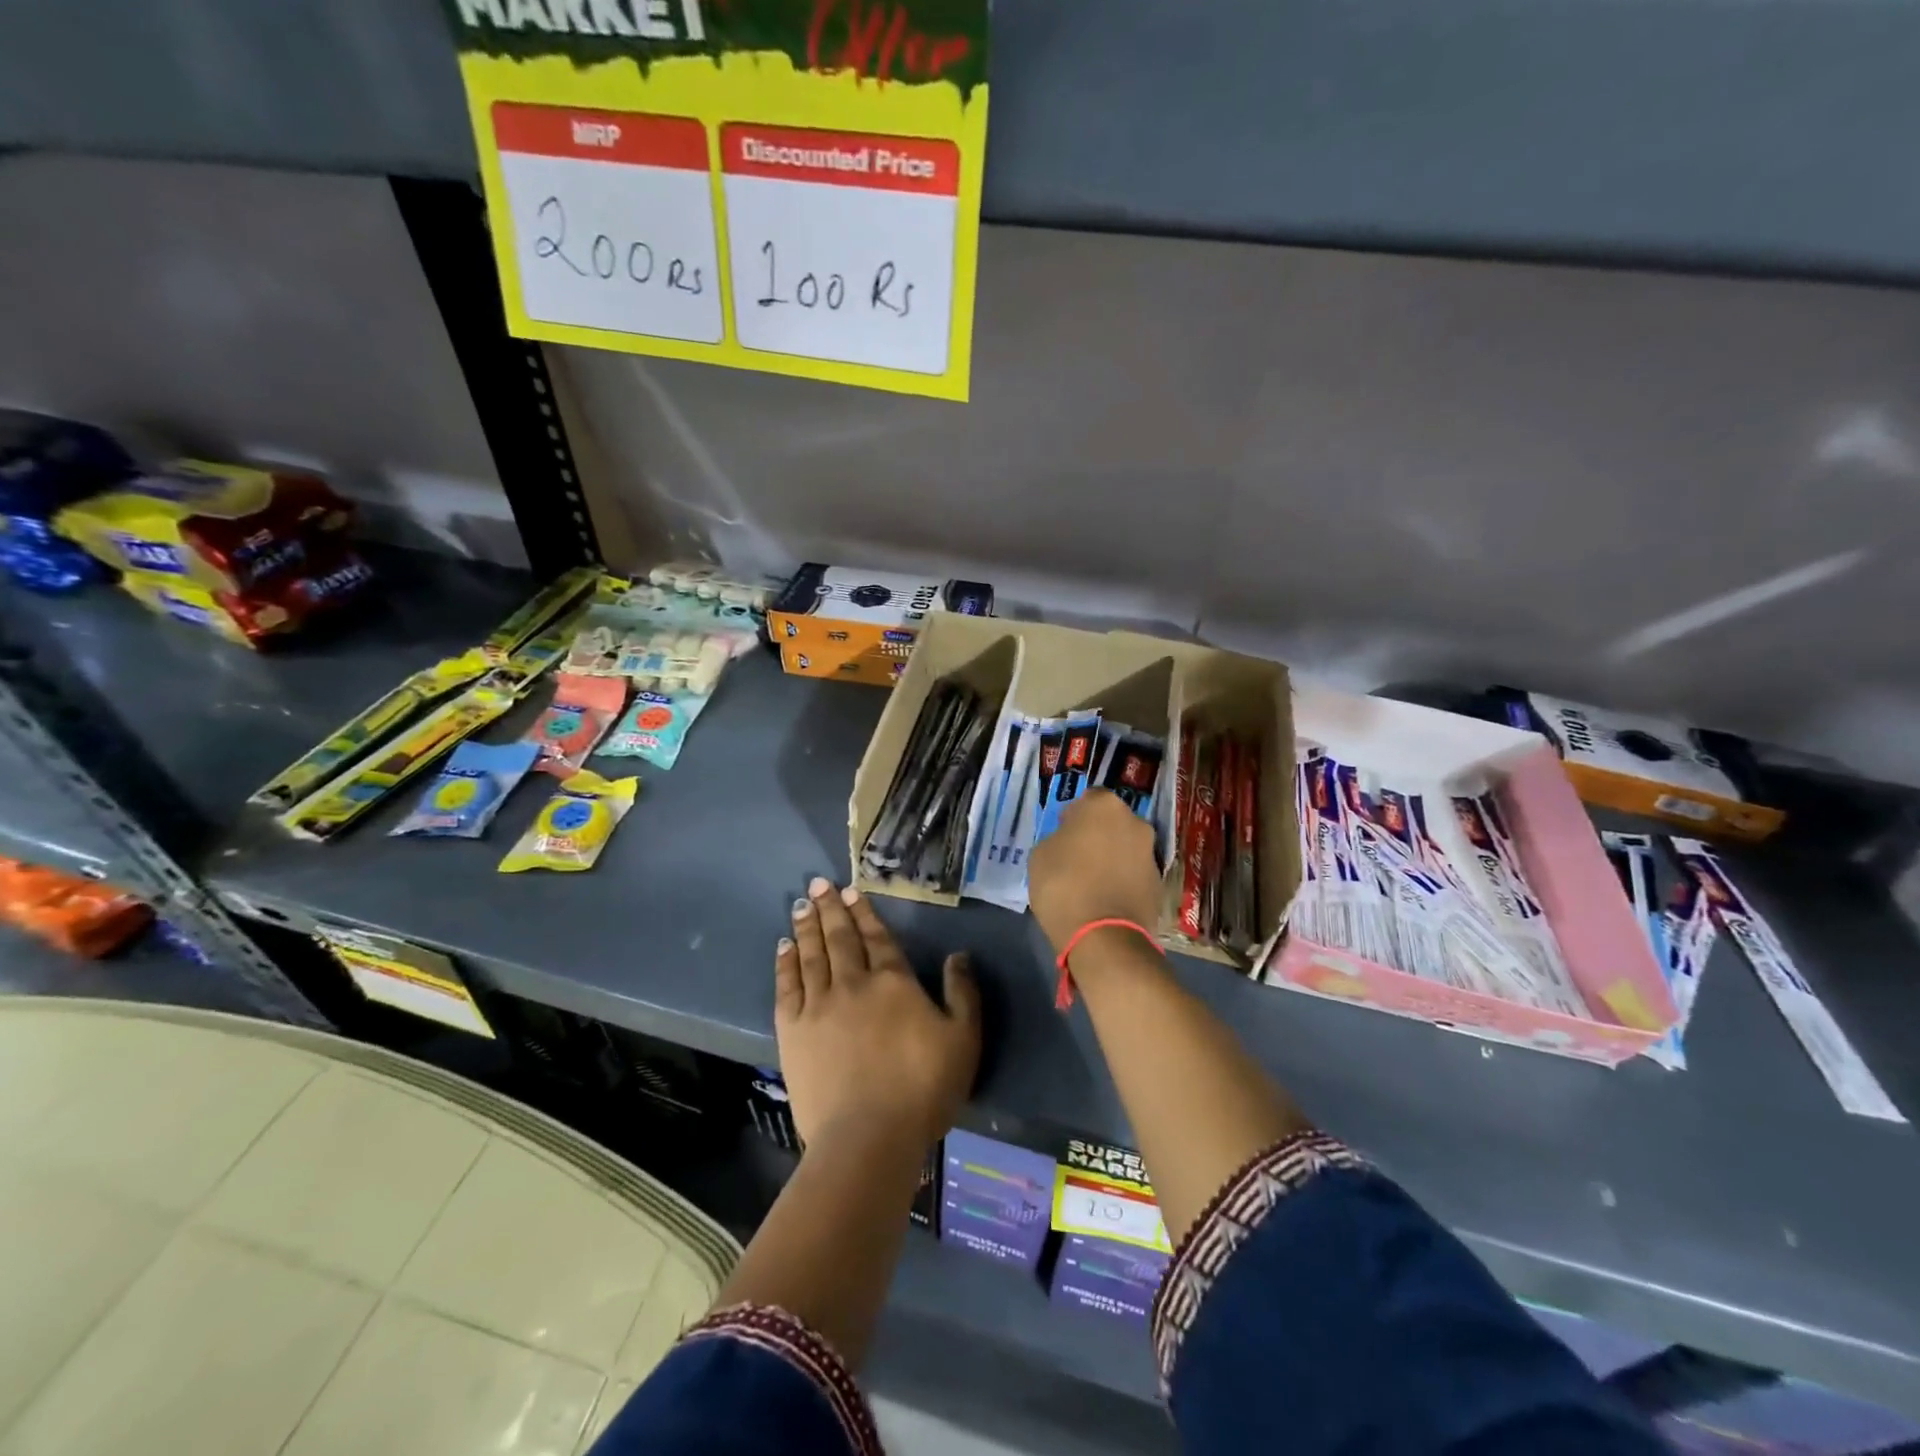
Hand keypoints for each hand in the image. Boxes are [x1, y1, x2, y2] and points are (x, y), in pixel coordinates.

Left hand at [776, 877, 980, 1149]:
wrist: (868, 1136)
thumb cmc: (923, 1088)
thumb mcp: (963, 1039)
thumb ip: (962, 993)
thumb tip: (958, 955)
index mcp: (893, 981)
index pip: (876, 938)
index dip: (864, 913)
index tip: (851, 891)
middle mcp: (853, 982)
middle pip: (840, 938)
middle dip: (829, 908)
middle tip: (817, 884)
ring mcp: (818, 1005)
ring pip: (811, 955)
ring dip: (807, 927)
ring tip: (800, 904)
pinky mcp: (792, 1031)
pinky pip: (786, 986)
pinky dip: (785, 963)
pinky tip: (784, 947)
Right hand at [1027, 789, 1163, 955]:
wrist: (1104, 937)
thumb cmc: (1063, 885)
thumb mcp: (1040, 855)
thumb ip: (1058, 838)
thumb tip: (1071, 842)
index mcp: (1104, 806)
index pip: (1088, 800)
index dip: (1074, 816)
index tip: (1062, 834)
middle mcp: (1135, 822)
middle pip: (1111, 823)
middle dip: (1097, 835)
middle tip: (1076, 856)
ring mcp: (1151, 854)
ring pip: (1125, 848)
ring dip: (1112, 858)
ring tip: (1091, 882)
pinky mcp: (1159, 884)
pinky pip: (1134, 874)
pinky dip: (1123, 881)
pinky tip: (1105, 899)